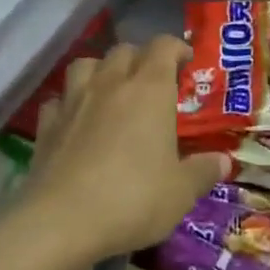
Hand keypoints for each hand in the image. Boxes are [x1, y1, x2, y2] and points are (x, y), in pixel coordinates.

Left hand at [19, 36, 228, 261]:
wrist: (61, 222)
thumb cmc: (133, 199)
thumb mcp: (181, 192)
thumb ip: (203, 171)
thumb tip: (223, 161)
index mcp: (150, 90)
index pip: (163, 46)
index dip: (176, 48)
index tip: (186, 62)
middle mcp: (111, 84)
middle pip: (125, 50)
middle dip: (141, 58)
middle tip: (153, 82)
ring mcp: (74, 101)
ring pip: (86, 64)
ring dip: (101, 70)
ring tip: (111, 91)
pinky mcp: (46, 125)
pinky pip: (59, 99)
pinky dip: (69, 102)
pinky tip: (76, 119)